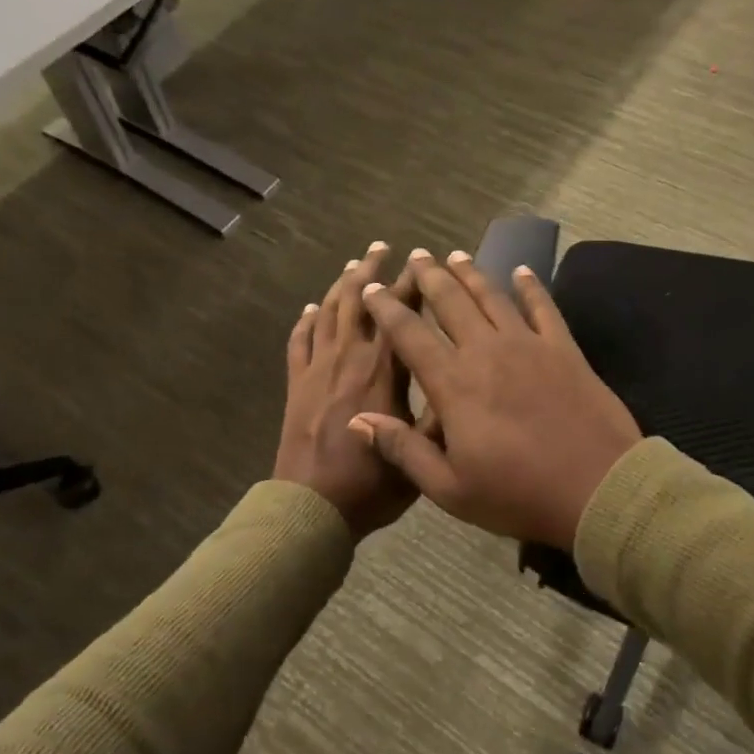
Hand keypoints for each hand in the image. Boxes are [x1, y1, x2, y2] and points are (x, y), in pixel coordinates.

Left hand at [274, 243, 420, 538]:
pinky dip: (306, 321)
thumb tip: (456, 380)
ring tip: (353, 264)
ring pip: (329, 313)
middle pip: (358, 302)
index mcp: (382, 372)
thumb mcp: (421, 457)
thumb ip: (438, 416)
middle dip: (371, 271)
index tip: (420, 261)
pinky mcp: (297, 384)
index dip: (410, 285)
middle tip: (381, 246)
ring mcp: (318, 369)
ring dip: (341, 285)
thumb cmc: (370, 485)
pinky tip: (312, 309)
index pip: (399, 316)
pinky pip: (299, 342)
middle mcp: (349, 359)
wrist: (311, 507)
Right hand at [353, 250, 641, 549]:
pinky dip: (531, 286)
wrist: (598, 489)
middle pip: (451, 302)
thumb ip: (403, 449)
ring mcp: (528, 345)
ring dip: (471, 273)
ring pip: (492, 297)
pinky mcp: (564, 349)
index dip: (388, 309)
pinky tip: (523, 271)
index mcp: (454, 384)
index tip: (373, 290)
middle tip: (416, 255)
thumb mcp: (450, 489)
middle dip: (429, 276)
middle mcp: (486, 351)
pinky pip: (543, 307)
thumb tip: (358, 418)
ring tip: (455, 255)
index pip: (410, 335)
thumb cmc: (518, 495)